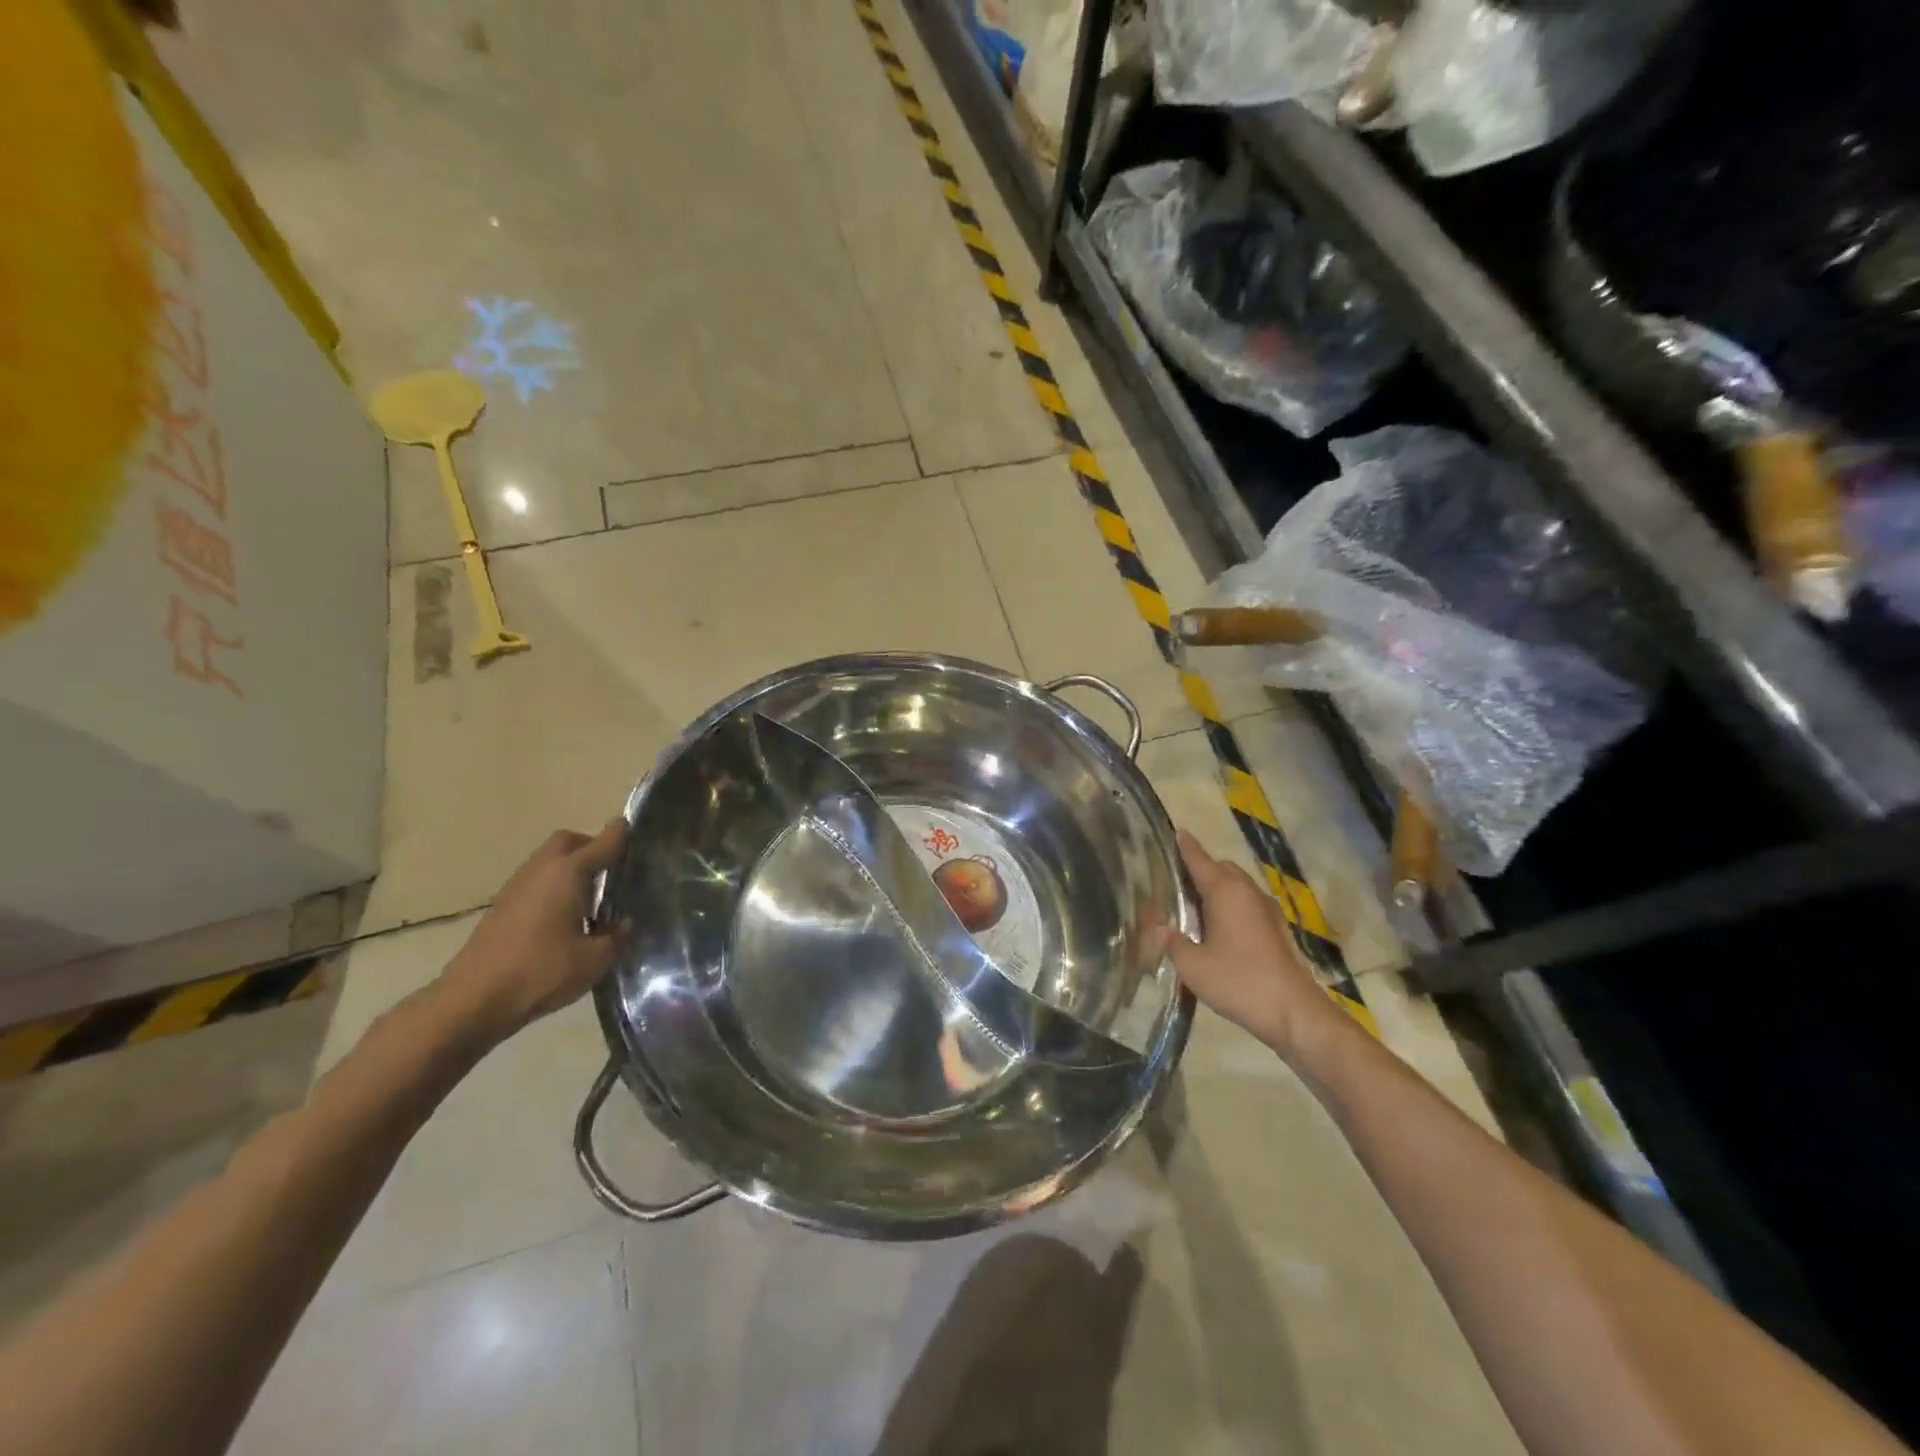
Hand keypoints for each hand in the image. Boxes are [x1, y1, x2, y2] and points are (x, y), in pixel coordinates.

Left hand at [436, 820, 628, 1046]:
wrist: (472, 1000)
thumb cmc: (540, 973)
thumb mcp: (594, 960)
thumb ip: (618, 937)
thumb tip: (625, 924)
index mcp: (568, 873)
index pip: (603, 842)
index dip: (622, 834)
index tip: (637, 831)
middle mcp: (542, 870)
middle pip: (568, 841)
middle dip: (591, 846)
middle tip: (612, 869)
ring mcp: (517, 887)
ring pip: (549, 860)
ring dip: (571, 867)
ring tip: (591, 897)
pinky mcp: (502, 906)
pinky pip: (536, 880)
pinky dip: (554, 886)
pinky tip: (565, 917)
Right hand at [1164, 830, 1348, 1060]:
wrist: (1294, 1012)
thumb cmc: (1239, 982)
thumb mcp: (1192, 965)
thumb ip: (1171, 942)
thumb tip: (1156, 927)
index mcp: (1225, 892)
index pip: (1200, 860)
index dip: (1185, 847)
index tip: (1176, 832)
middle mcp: (1248, 892)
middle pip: (1222, 868)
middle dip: (1201, 869)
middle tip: (1176, 883)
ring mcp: (1267, 910)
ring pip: (1238, 885)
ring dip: (1219, 888)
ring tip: (1195, 907)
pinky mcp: (1278, 929)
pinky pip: (1249, 904)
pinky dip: (1233, 905)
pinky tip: (1221, 929)